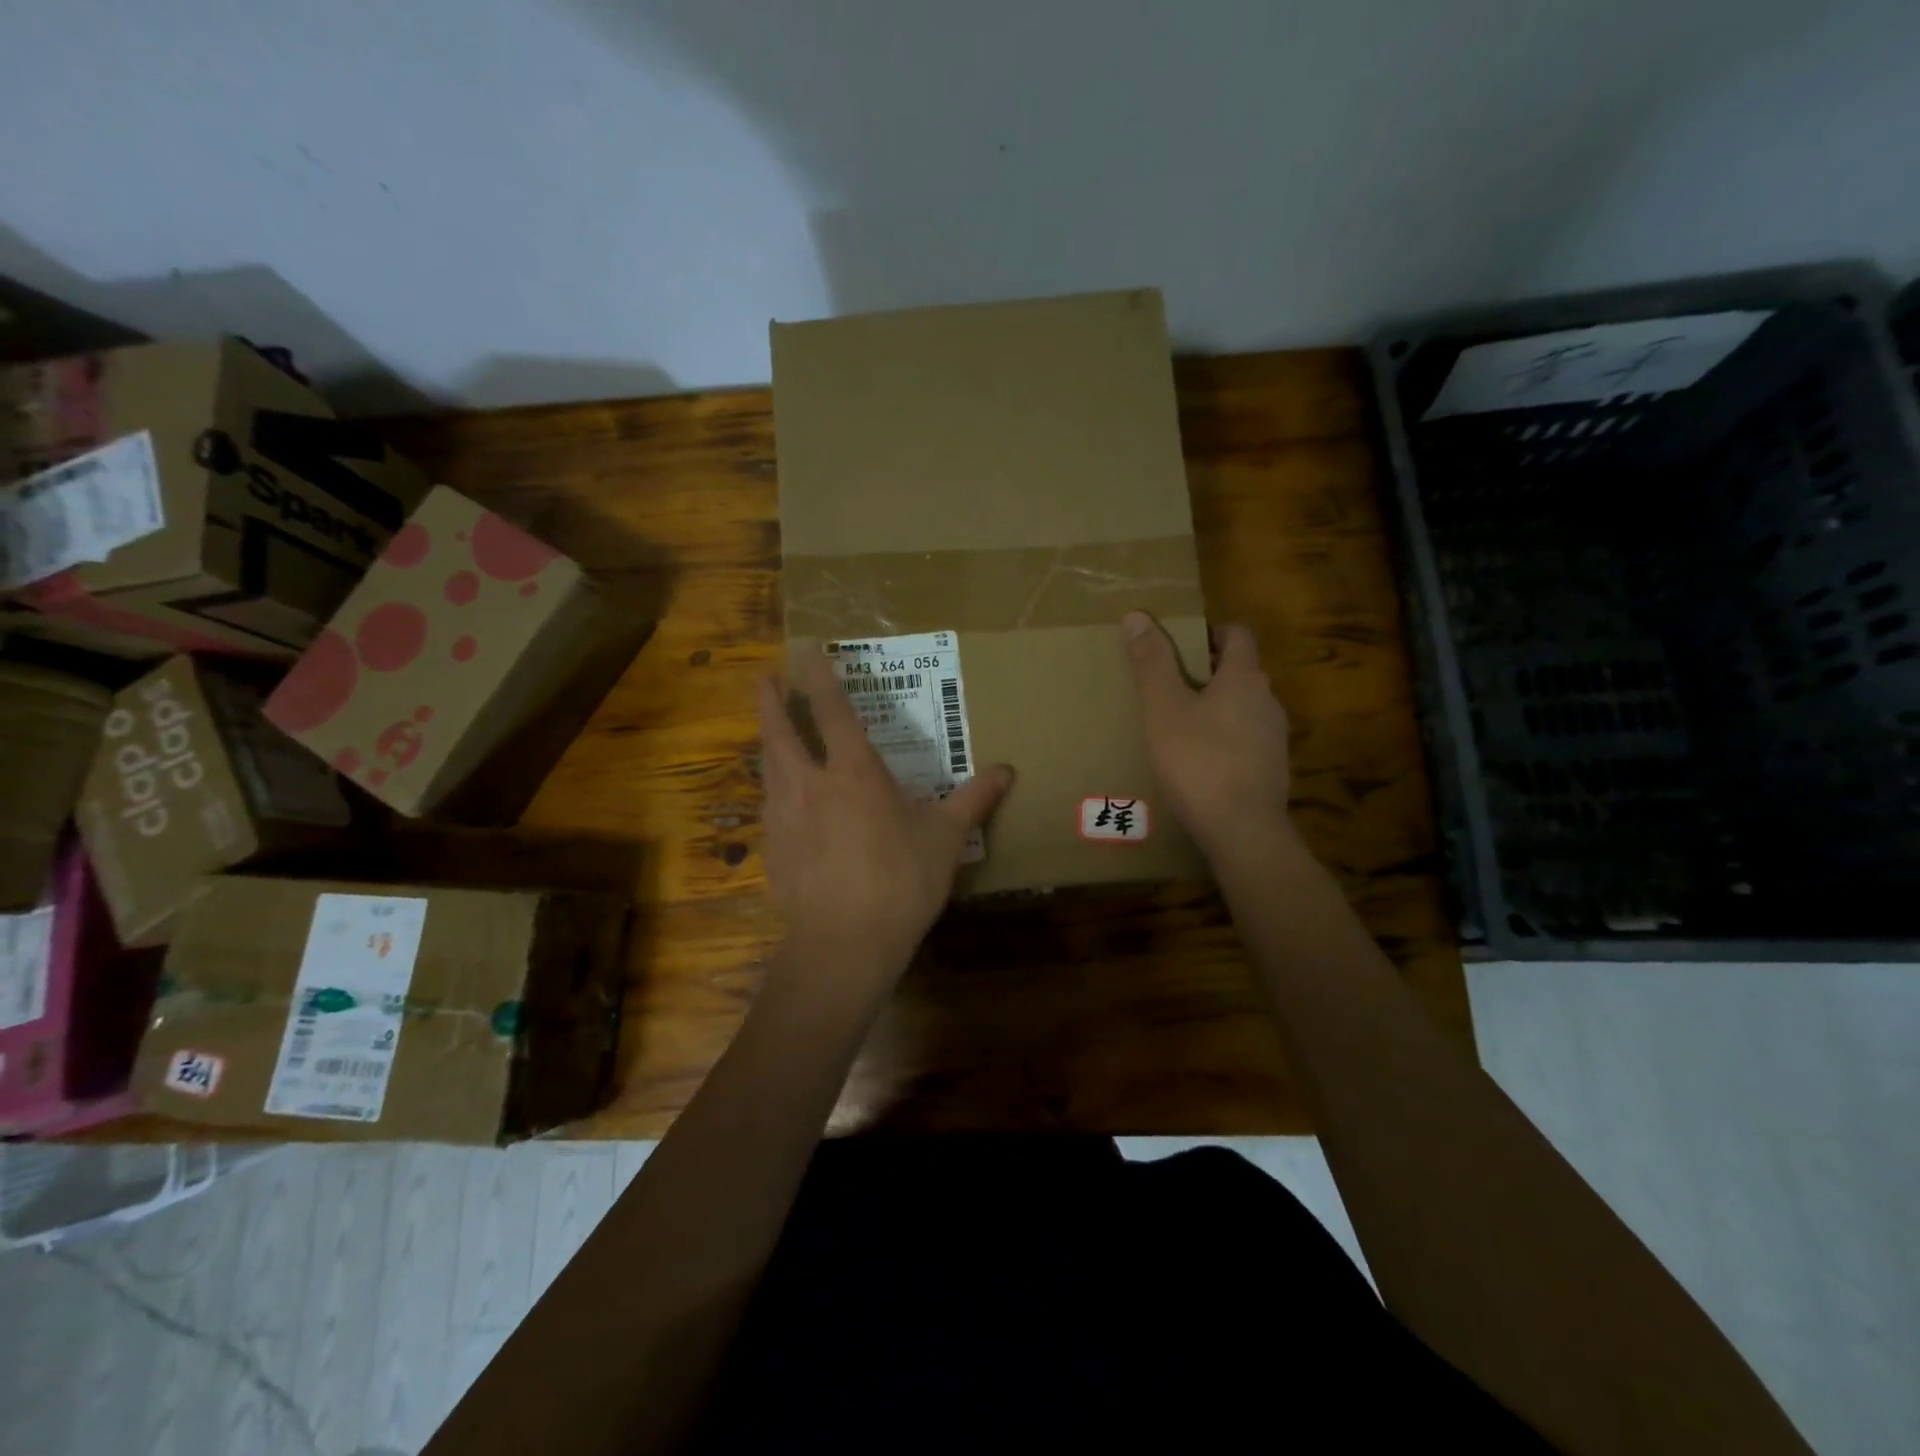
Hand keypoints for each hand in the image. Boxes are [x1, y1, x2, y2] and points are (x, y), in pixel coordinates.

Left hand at [756, 650, 1014, 996]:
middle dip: (770, 701)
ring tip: (768, 734)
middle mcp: (810, 785)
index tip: (805, 650)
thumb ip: (973, 800)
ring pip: (768, 767)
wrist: (844, 943)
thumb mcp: (945, 838)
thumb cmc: (901, 881)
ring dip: (768, 743)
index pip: (833, 712)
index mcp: (854, 774)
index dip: (819, 677)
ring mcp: (784, 818)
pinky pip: (768, 807)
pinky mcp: (772, 850)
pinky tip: (778, 801)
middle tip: (761, 677)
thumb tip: (1007, 771)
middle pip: (780, 732)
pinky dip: (772, 791)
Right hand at [1122, 611, 1292, 859]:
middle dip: (1208, 671)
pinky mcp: (1272, 770)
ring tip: (1179, 723)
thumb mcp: (1163, 709)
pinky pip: (1246, 740)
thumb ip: (1151, 663)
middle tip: (1169, 682)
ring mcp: (1274, 738)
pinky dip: (1224, 739)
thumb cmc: (1198, 761)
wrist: (1242, 830)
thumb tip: (1137, 615)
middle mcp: (1268, 701)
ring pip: (1244, 708)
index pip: (1238, 634)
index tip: (1181, 640)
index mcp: (1244, 678)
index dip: (1211, 630)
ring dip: (1216, 707)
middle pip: (1241, 671)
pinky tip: (1198, 761)